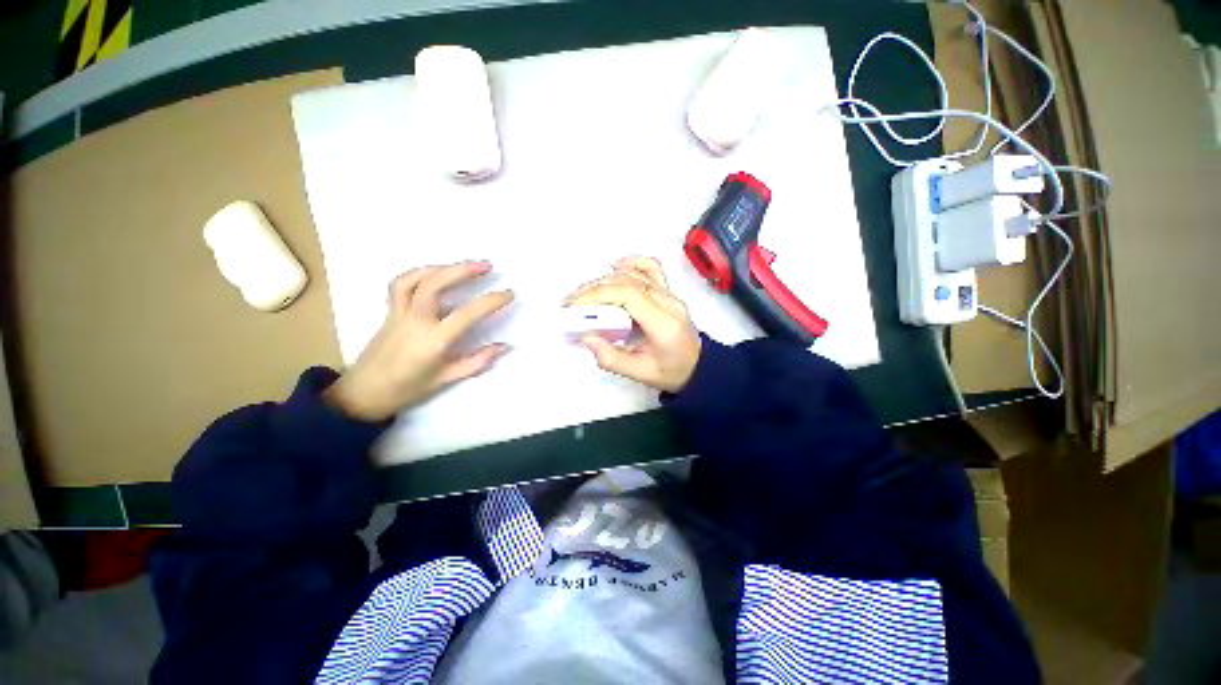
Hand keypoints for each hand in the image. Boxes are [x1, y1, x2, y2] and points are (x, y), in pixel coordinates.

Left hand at [326, 261, 513, 420]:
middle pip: (436, 284)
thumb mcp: (447, 378)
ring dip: (442, 267)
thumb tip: (505, 346)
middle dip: (463, 270)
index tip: (509, 293)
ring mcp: (399, 312)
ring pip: (416, 279)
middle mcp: (415, 320)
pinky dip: (419, 273)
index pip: (467, 314)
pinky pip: (401, 284)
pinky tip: (435, 274)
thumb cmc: (408, 388)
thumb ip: (478, 361)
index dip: (491, 301)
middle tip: (487, 265)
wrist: (364, 393)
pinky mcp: (389, 310)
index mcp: (433, 340)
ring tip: (463, 266)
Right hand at [565, 256, 701, 392]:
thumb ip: (612, 359)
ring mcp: (670, 293)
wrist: (698, 366)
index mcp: (663, 323)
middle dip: (593, 289)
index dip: (597, 294)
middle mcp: (668, 302)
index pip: (628, 295)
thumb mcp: (640, 374)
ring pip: (634, 273)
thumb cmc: (671, 372)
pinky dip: (631, 263)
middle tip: (570, 303)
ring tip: (583, 294)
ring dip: (604, 279)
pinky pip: (650, 268)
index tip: (574, 306)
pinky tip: (613, 267)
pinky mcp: (667, 291)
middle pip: (627, 281)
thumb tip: (587, 338)